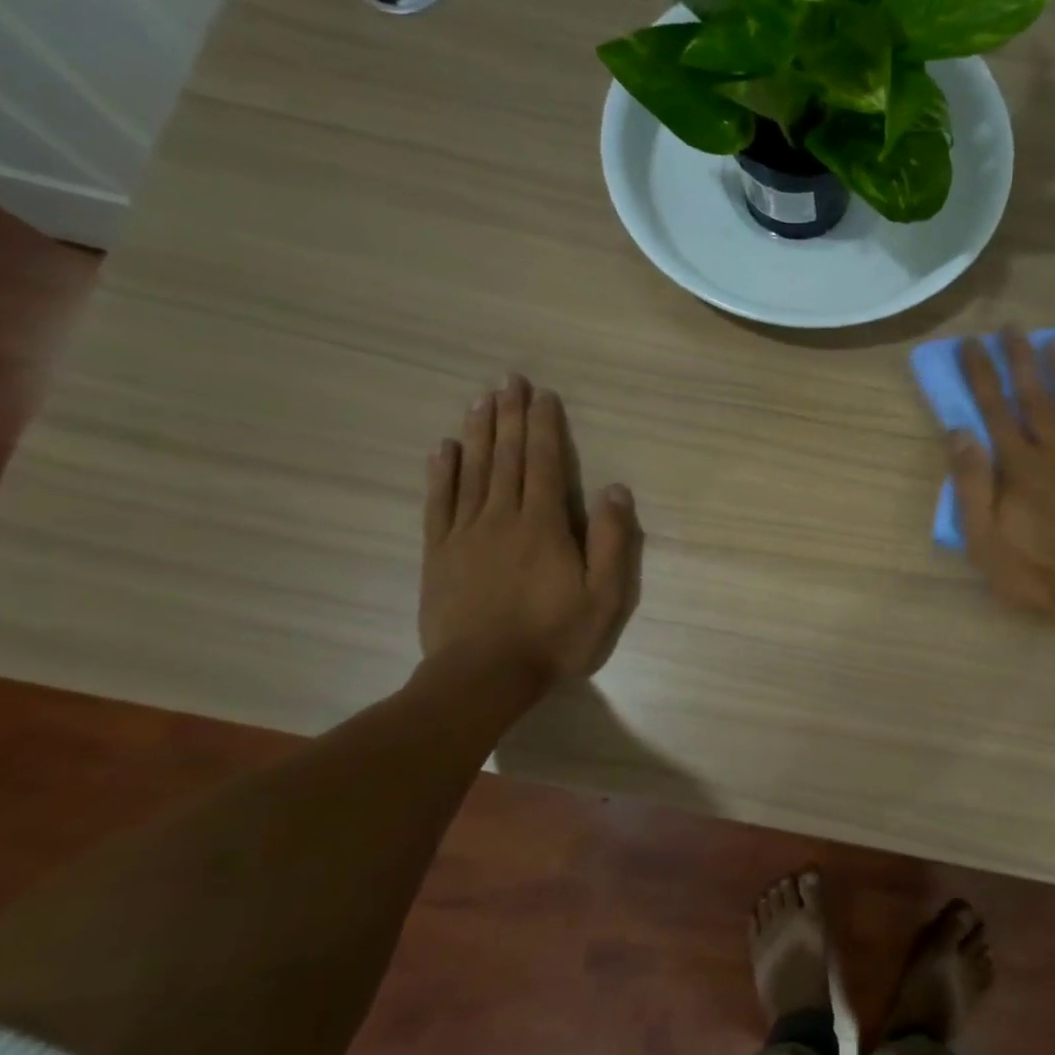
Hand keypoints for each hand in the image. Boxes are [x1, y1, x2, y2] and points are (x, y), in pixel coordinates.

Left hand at [420, 376, 641, 689]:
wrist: (483, 674)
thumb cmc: (553, 636)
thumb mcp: (603, 596)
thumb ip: (610, 540)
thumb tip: (615, 489)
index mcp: (543, 525)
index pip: (545, 464)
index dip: (544, 427)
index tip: (542, 395)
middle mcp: (502, 517)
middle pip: (507, 457)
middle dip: (510, 416)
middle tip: (509, 380)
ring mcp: (465, 533)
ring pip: (473, 471)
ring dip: (479, 432)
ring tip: (480, 400)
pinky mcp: (439, 553)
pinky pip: (439, 502)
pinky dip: (442, 472)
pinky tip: (444, 449)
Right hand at [950, 327, 1054, 642]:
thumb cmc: (1034, 571)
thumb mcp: (984, 538)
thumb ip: (972, 483)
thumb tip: (959, 432)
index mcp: (1019, 466)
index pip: (994, 409)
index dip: (982, 374)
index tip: (972, 343)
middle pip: (1035, 397)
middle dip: (1021, 359)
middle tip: (1012, 327)